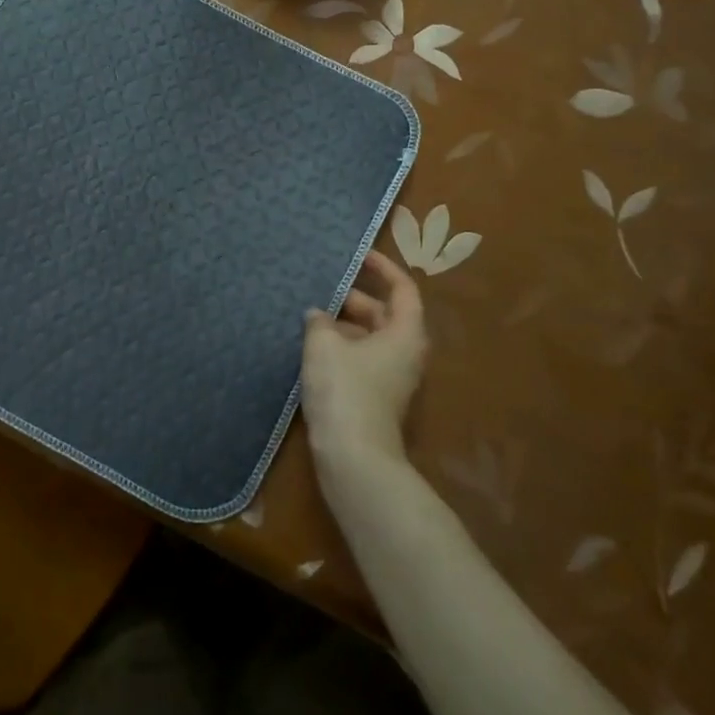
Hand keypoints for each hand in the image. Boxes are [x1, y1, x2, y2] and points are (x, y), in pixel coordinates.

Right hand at [300, 251, 426, 471]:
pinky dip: (340, 348)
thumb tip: (317, 315)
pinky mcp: (375, 398)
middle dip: (353, 298)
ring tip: (309, 316)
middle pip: (384, 313)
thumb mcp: (324, 346)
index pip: (402, 288)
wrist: (354, 458)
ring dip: (343, 325)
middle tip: (320, 288)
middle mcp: (405, 353)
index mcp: (404, 333)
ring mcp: (392, 378)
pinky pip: (360, 359)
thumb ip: (319, 322)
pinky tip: (311, 348)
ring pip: (369, 338)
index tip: (358, 256)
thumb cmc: (345, 391)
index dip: (383, 268)